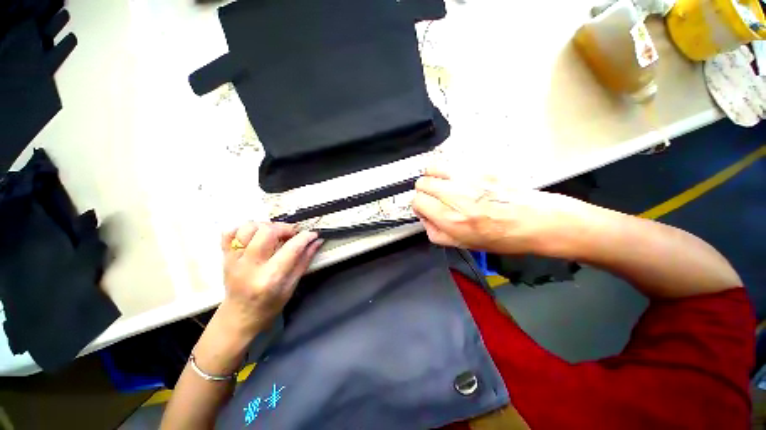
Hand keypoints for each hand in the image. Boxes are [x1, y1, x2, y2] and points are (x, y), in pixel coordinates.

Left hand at [217, 222, 322, 338]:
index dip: (305, 237)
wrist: (239, 316)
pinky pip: (229, 233)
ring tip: (274, 234)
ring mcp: (234, 260)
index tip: (313, 234)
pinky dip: (244, 229)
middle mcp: (250, 266)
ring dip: (265, 226)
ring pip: (248, 228)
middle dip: (285, 228)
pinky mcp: (225, 256)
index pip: (291, 248)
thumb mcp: (292, 285)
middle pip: (267, 232)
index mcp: (270, 277)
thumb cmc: (270, 304)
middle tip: (292, 234)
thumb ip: (305, 260)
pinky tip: (255, 236)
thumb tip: (317, 241)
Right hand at [412, 168, 588, 255]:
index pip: (417, 201)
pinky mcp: (478, 169)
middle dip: (423, 192)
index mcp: (451, 218)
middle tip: (433, 199)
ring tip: (441, 186)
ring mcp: (467, 179)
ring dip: (432, 178)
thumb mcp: (464, 245)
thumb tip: (426, 220)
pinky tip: (458, 182)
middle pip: (421, 183)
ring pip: (432, 168)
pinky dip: (447, 172)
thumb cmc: (502, 237)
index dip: (418, 207)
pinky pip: (451, 164)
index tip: (426, 210)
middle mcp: (455, 196)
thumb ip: (437, 234)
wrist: (535, 220)